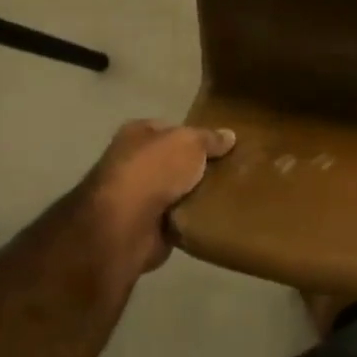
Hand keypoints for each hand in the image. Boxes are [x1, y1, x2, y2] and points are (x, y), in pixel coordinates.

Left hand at [64, 120, 235, 290]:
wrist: (125, 225)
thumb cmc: (154, 170)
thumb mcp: (189, 142)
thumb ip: (209, 139)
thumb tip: (229, 136)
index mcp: (137, 134)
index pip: (171, 129)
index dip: (196, 135)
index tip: (222, 145)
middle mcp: (132, 162)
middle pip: (173, 161)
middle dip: (197, 167)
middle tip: (230, 171)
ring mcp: (136, 197)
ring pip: (176, 191)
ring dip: (195, 196)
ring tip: (228, 195)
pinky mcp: (144, 227)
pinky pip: (176, 219)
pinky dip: (190, 220)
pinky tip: (213, 217)